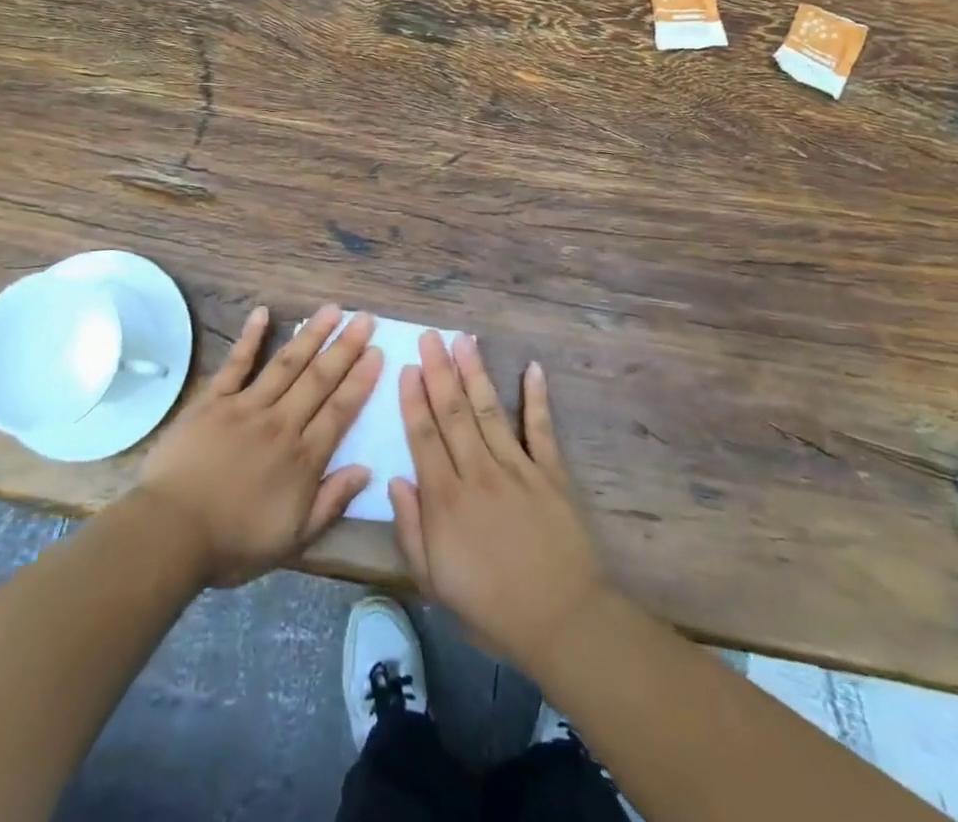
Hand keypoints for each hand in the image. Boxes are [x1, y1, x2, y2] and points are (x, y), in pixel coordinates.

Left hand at [137, 304, 381, 588]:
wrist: (171, 532)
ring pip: (286, 363)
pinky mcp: (213, 400)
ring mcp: (246, 406)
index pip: (340, 410)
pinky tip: (263, 313)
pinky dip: (250, 337)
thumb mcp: (293, 539)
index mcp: (303, 457)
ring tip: (332, 309)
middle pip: (318, 379)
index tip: (378, 352)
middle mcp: (281, 423)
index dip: (361, 380)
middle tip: (364, 318)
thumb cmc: (233, 542)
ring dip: (311, 334)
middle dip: (345, 347)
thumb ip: (331, 502)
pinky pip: (236, 363)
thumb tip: (366, 470)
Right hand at [390, 331, 609, 671]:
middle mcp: (478, 472)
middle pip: (453, 413)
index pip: (424, 436)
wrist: (561, 623)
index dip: (413, 399)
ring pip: (489, 410)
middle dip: (439, 371)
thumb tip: (395, 479)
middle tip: (430, 335)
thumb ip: (410, 529)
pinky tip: (533, 368)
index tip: (406, 367)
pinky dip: (537, 397)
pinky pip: (541, 428)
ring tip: (464, 339)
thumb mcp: (433, 582)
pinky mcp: (551, 473)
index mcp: (446, 499)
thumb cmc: (490, 607)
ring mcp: (517, 468)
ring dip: (475, 372)